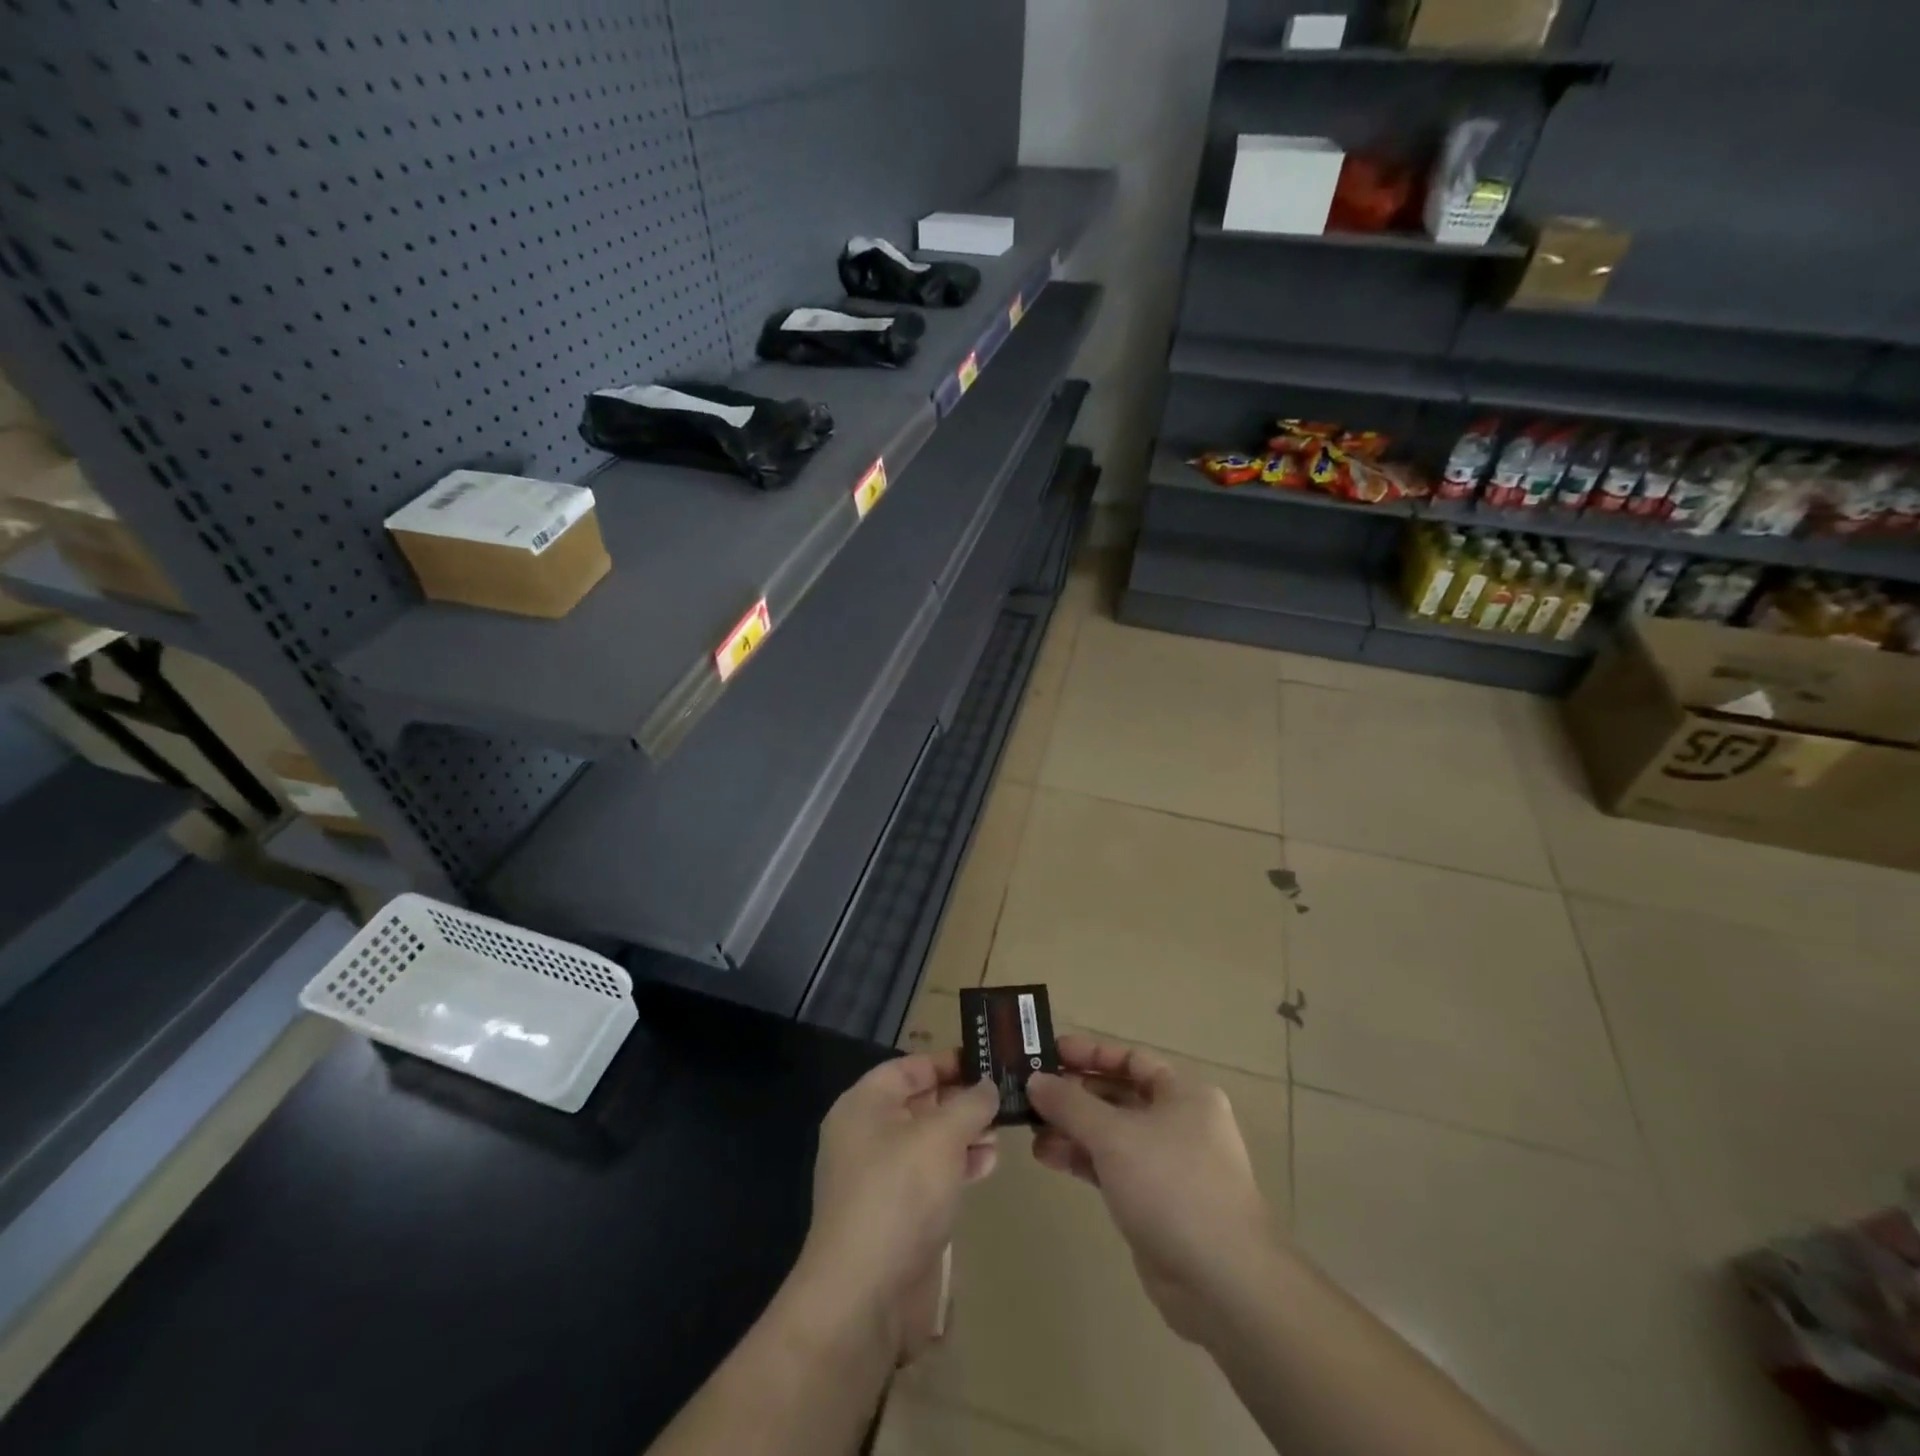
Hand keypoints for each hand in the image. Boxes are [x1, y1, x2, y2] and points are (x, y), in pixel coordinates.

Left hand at [794, 1051, 998, 1356]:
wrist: (863, 1296)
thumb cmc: (900, 1194)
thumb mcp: (942, 1136)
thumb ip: (969, 1104)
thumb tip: (987, 1086)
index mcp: (865, 1104)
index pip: (909, 1067)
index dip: (948, 1062)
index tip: (988, 1062)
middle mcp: (866, 1134)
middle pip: (919, 1103)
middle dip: (961, 1101)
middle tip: (1003, 1100)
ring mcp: (877, 1177)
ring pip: (927, 1141)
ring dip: (963, 1135)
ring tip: (1000, 1136)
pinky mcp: (892, 1214)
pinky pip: (927, 1176)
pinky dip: (955, 1167)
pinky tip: (985, 1167)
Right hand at [1026, 1034, 1276, 1343]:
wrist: (1222, 1282)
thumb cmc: (1172, 1186)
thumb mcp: (1114, 1135)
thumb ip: (1070, 1104)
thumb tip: (1035, 1080)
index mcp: (1184, 1093)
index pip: (1131, 1058)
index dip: (1089, 1053)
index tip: (1048, 1053)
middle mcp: (1179, 1122)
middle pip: (1119, 1094)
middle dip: (1074, 1094)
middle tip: (1030, 1092)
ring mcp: (1168, 1164)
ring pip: (1112, 1134)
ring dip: (1072, 1129)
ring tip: (1030, 1129)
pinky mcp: (1155, 1202)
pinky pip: (1112, 1167)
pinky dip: (1083, 1159)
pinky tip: (1048, 1157)